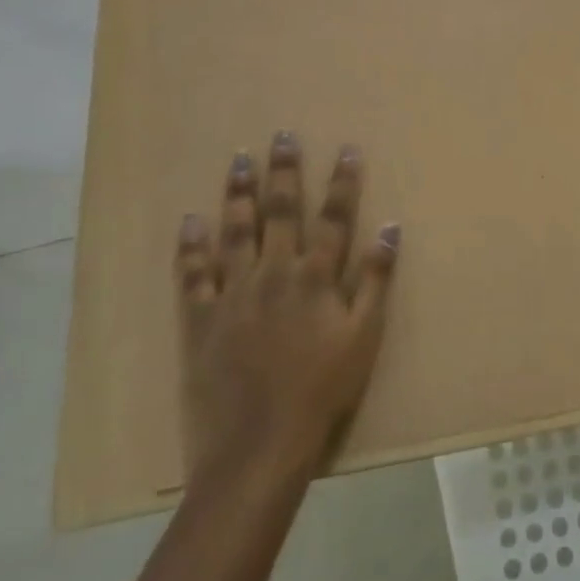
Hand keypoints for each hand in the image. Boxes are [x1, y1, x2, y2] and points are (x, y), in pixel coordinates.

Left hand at [173, 132, 399, 492]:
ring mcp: (233, 294)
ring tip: (240, 160)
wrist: (259, 445)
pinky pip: (192, 275)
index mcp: (316, 278)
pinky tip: (189, 220)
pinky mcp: (200, 320)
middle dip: (284, 172)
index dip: (343, 182)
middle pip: (281, 213)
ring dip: (239, 194)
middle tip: (282, 135)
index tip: (346, 149)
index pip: (335, 218)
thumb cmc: (323, 392)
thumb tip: (390, 228)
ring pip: (235, 232)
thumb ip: (376, 280)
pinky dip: (191, 246)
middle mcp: (274, 273)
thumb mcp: (365, 337)